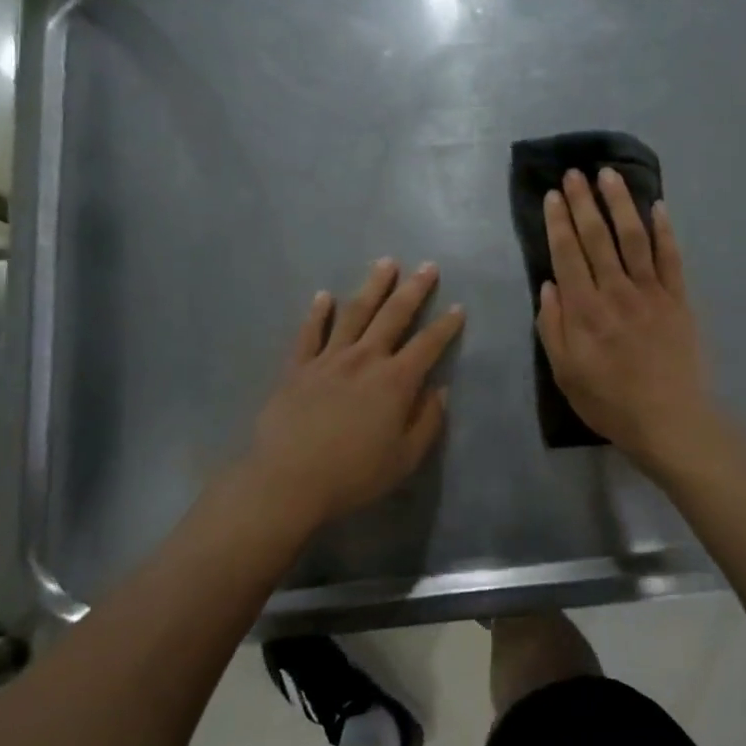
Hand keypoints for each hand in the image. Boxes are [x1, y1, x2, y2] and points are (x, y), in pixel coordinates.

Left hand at [244, 257, 463, 531]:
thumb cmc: (353, 475)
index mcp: (395, 381)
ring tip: (386, 264)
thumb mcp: (405, 459)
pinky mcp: (297, 368)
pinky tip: (325, 296)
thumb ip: (427, 422)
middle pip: (394, 316)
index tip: (458, 307)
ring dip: (372, 286)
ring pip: (354, 313)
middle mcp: (365, 359)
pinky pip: (310, 333)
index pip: (428, 345)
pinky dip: (318, 313)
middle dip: (414, 289)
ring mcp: (328, 359)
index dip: (446, 326)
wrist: (288, 481)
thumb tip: (440, 391)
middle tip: (427, 266)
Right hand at [538, 168, 713, 471]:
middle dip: (584, 202)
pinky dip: (664, 230)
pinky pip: (671, 257)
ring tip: (609, 175)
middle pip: (597, 237)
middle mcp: (616, 292)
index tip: (553, 195)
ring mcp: (651, 292)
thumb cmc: (609, 402)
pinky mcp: (678, 299)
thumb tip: (548, 285)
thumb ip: (552, 327)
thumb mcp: (564, 373)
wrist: (669, 421)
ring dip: (620, 203)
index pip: (567, 254)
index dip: (559, 222)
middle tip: (575, 173)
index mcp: (584, 310)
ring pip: (634, 238)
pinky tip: (657, 206)